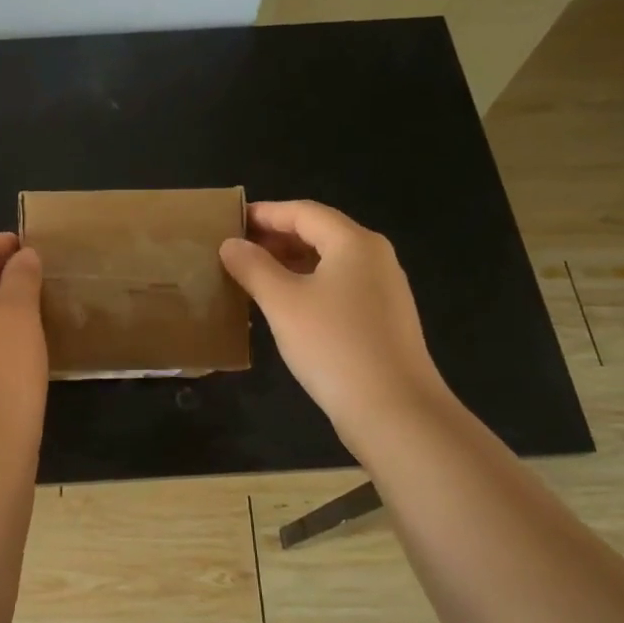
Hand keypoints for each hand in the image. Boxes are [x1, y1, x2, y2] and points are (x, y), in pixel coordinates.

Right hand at [220, 201, 448, 438]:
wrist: (393, 410)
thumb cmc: (333, 345)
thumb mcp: (282, 302)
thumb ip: (253, 267)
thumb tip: (231, 245)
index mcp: (354, 243)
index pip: (303, 212)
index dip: (264, 213)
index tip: (230, 222)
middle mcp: (374, 258)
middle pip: (319, 234)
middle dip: (275, 239)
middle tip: (235, 251)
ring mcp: (382, 291)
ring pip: (328, 264)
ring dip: (288, 265)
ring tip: (251, 278)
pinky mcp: (382, 321)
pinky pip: (338, 289)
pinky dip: (306, 288)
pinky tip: (282, 309)